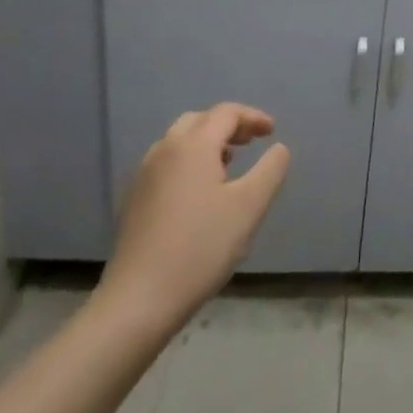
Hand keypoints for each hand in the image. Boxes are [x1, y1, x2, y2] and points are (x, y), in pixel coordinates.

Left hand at [97, 103, 289, 341]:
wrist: (140, 299)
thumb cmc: (202, 246)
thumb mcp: (250, 206)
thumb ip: (270, 170)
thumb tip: (279, 148)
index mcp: (193, 146)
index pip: (225, 114)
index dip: (252, 117)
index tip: (272, 132)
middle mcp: (164, 151)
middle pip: (199, 121)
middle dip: (228, 125)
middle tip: (252, 142)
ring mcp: (144, 176)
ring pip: (178, 142)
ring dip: (207, 143)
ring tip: (230, 163)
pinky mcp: (134, 201)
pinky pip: (166, 164)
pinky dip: (189, 162)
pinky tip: (201, 192)